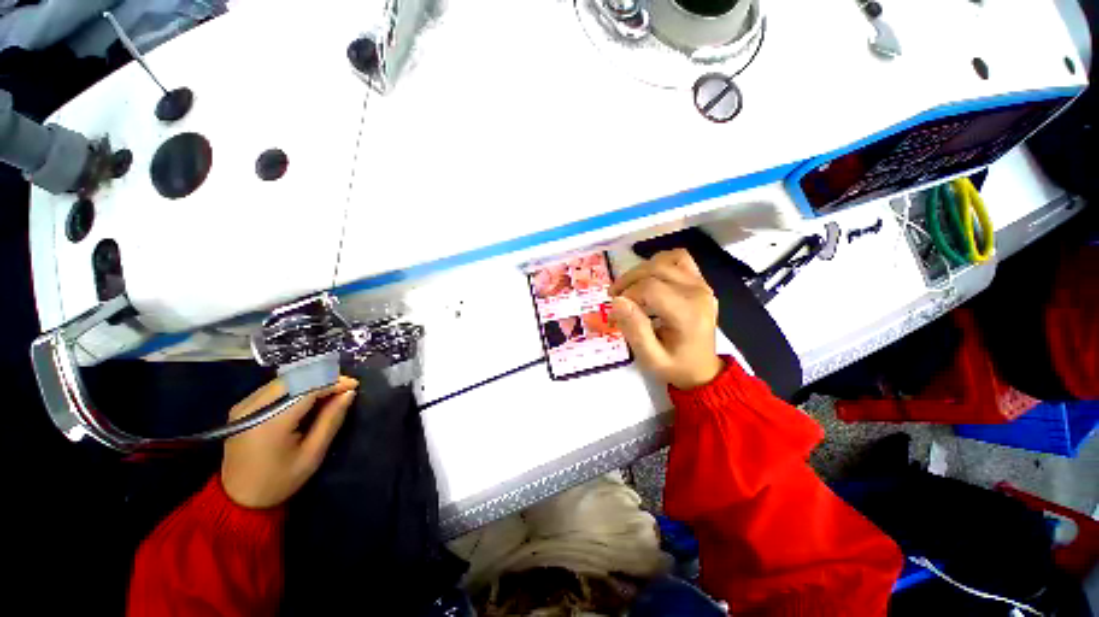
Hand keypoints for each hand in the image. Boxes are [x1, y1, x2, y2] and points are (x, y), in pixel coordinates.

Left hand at [221, 376, 358, 508]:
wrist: (238, 499)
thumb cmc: (279, 480)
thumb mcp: (312, 454)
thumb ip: (331, 420)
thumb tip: (349, 393)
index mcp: (270, 422)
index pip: (307, 388)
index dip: (334, 382)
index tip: (354, 386)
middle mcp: (253, 407)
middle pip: (295, 378)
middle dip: (324, 378)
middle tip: (344, 388)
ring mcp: (244, 405)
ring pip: (286, 380)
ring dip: (311, 381)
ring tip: (330, 393)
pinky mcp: (242, 407)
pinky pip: (276, 387)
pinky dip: (297, 387)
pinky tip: (309, 398)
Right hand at [610, 249, 723, 389]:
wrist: (702, 370)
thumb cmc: (675, 367)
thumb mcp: (651, 358)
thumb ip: (634, 330)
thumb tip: (617, 301)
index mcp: (688, 313)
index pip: (650, 288)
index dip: (627, 295)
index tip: (615, 311)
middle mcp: (697, 292)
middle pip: (655, 269)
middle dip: (628, 280)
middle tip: (614, 296)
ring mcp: (701, 284)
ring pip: (665, 259)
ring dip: (642, 270)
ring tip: (631, 288)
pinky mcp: (700, 282)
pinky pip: (679, 258)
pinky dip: (660, 263)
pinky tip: (650, 279)